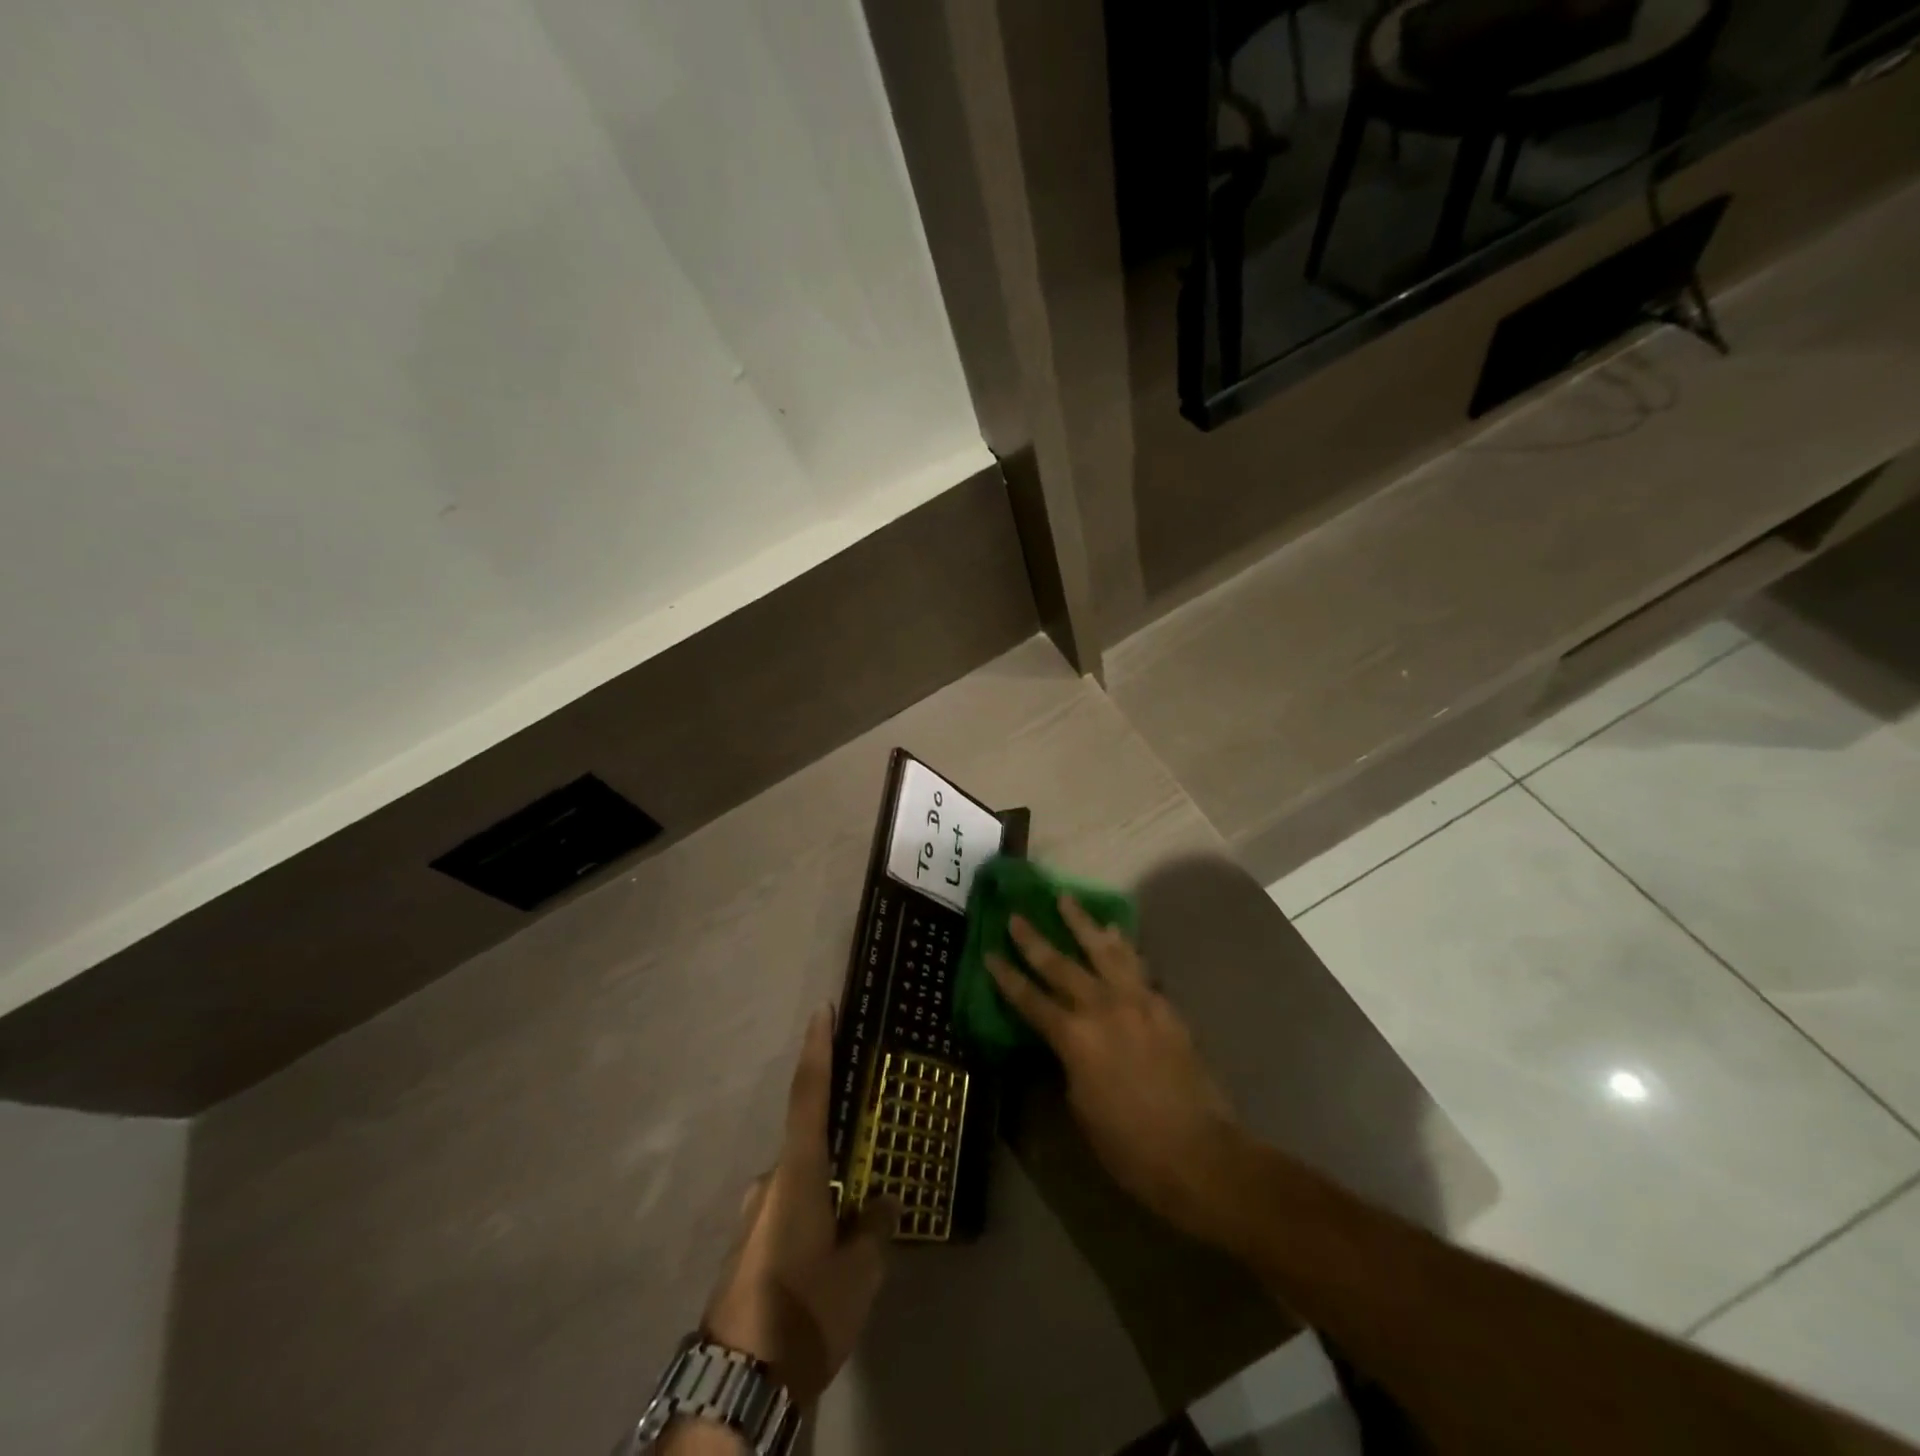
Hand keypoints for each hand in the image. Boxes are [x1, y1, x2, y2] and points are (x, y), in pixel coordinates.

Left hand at [701, 1007, 897, 1408]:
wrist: (739, 1381)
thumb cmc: (805, 1308)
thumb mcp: (859, 1271)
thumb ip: (874, 1228)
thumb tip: (880, 1203)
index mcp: (798, 1173)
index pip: (809, 1095)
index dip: (817, 1050)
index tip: (821, 1010)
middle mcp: (770, 1182)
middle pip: (808, 1147)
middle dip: (837, 1156)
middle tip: (865, 1177)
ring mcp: (752, 1215)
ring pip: (799, 1187)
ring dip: (824, 1198)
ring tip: (852, 1235)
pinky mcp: (747, 1246)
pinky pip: (786, 1215)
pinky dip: (810, 1221)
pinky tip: (826, 1261)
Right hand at [987, 897, 1248, 1243]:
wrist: (1199, 1152)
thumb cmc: (1129, 1146)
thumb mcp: (1081, 1107)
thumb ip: (1069, 1063)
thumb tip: (1067, 1041)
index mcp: (1074, 1039)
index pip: (1030, 1000)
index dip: (1007, 977)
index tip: (989, 952)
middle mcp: (1101, 1008)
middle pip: (1060, 965)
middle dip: (1034, 940)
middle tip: (1016, 916)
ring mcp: (1137, 1001)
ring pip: (1102, 950)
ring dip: (1081, 923)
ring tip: (1065, 899)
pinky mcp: (1164, 1005)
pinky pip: (1137, 965)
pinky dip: (1122, 945)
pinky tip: (1115, 931)